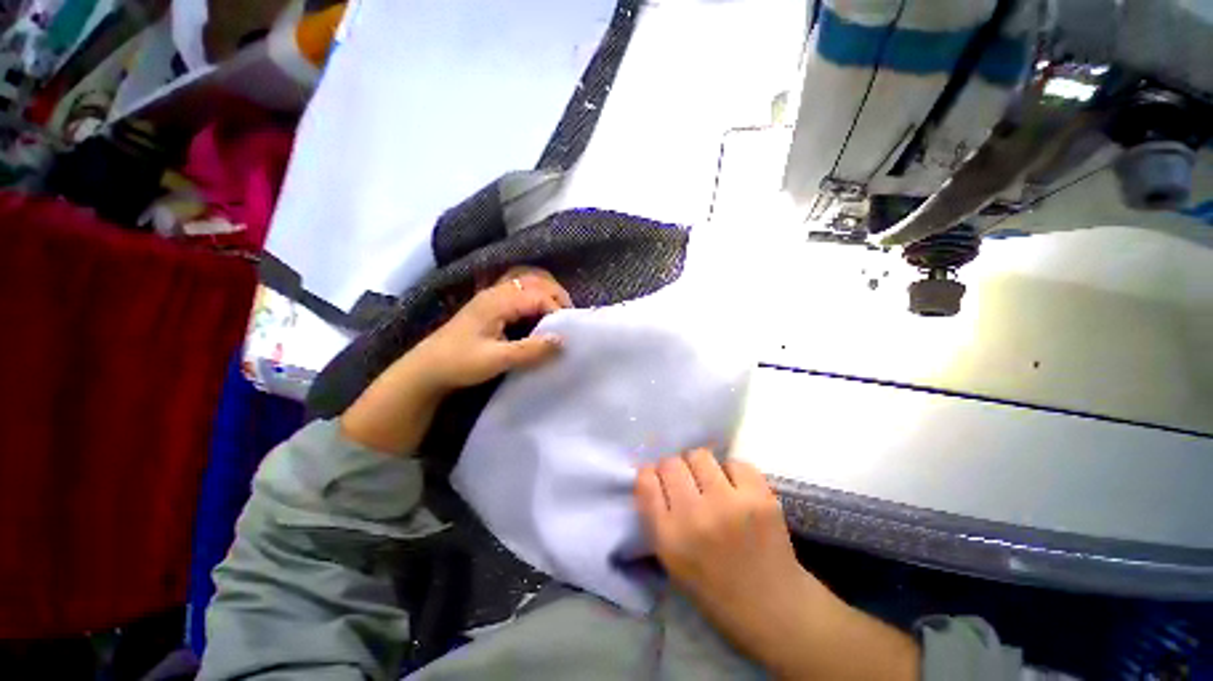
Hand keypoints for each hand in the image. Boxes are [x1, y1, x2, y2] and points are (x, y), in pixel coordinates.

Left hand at [340, 268, 570, 454]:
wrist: (426, 369)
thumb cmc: (460, 363)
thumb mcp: (497, 360)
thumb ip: (531, 350)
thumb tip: (563, 341)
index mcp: (499, 301)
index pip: (540, 296)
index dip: (558, 311)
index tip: (567, 331)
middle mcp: (497, 291)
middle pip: (536, 280)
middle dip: (557, 295)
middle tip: (569, 318)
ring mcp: (492, 295)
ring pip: (528, 282)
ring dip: (547, 293)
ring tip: (558, 314)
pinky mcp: (490, 305)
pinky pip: (519, 290)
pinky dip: (535, 296)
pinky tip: (538, 313)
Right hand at [635, 452, 918, 679]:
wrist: (780, 615)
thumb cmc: (722, 593)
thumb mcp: (676, 563)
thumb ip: (660, 515)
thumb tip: (654, 474)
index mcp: (670, 537)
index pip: (647, 478)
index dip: (654, 475)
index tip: (661, 480)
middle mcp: (696, 516)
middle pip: (673, 460)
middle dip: (679, 468)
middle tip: (693, 485)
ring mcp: (730, 504)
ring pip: (702, 455)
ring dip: (706, 467)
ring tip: (717, 487)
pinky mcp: (761, 497)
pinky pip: (735, 462)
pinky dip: (734, 472)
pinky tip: (741, 492)